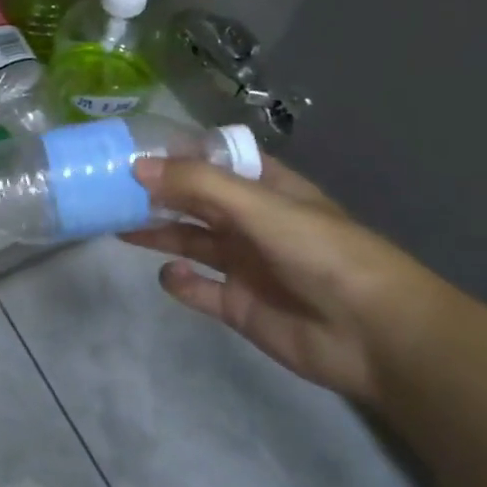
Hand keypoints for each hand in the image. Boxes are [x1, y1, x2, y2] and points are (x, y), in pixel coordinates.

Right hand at [122, 156, 450, 403]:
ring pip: (188, 241)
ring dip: (156, 232)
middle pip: (194, 201)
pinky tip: (172, 275)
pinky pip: (196, 288)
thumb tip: (136, 166)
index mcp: (267, 191)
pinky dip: (179, 282)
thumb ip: (198, 185)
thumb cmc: (325, 255)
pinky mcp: (236, 305)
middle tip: (108, 187)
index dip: (178, 154)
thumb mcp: (261, 207)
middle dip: (156, 193)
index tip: (132, 149)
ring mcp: (243, 265)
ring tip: (116, 224)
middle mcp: (252, 223)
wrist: (378, 337)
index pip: (216, 162)